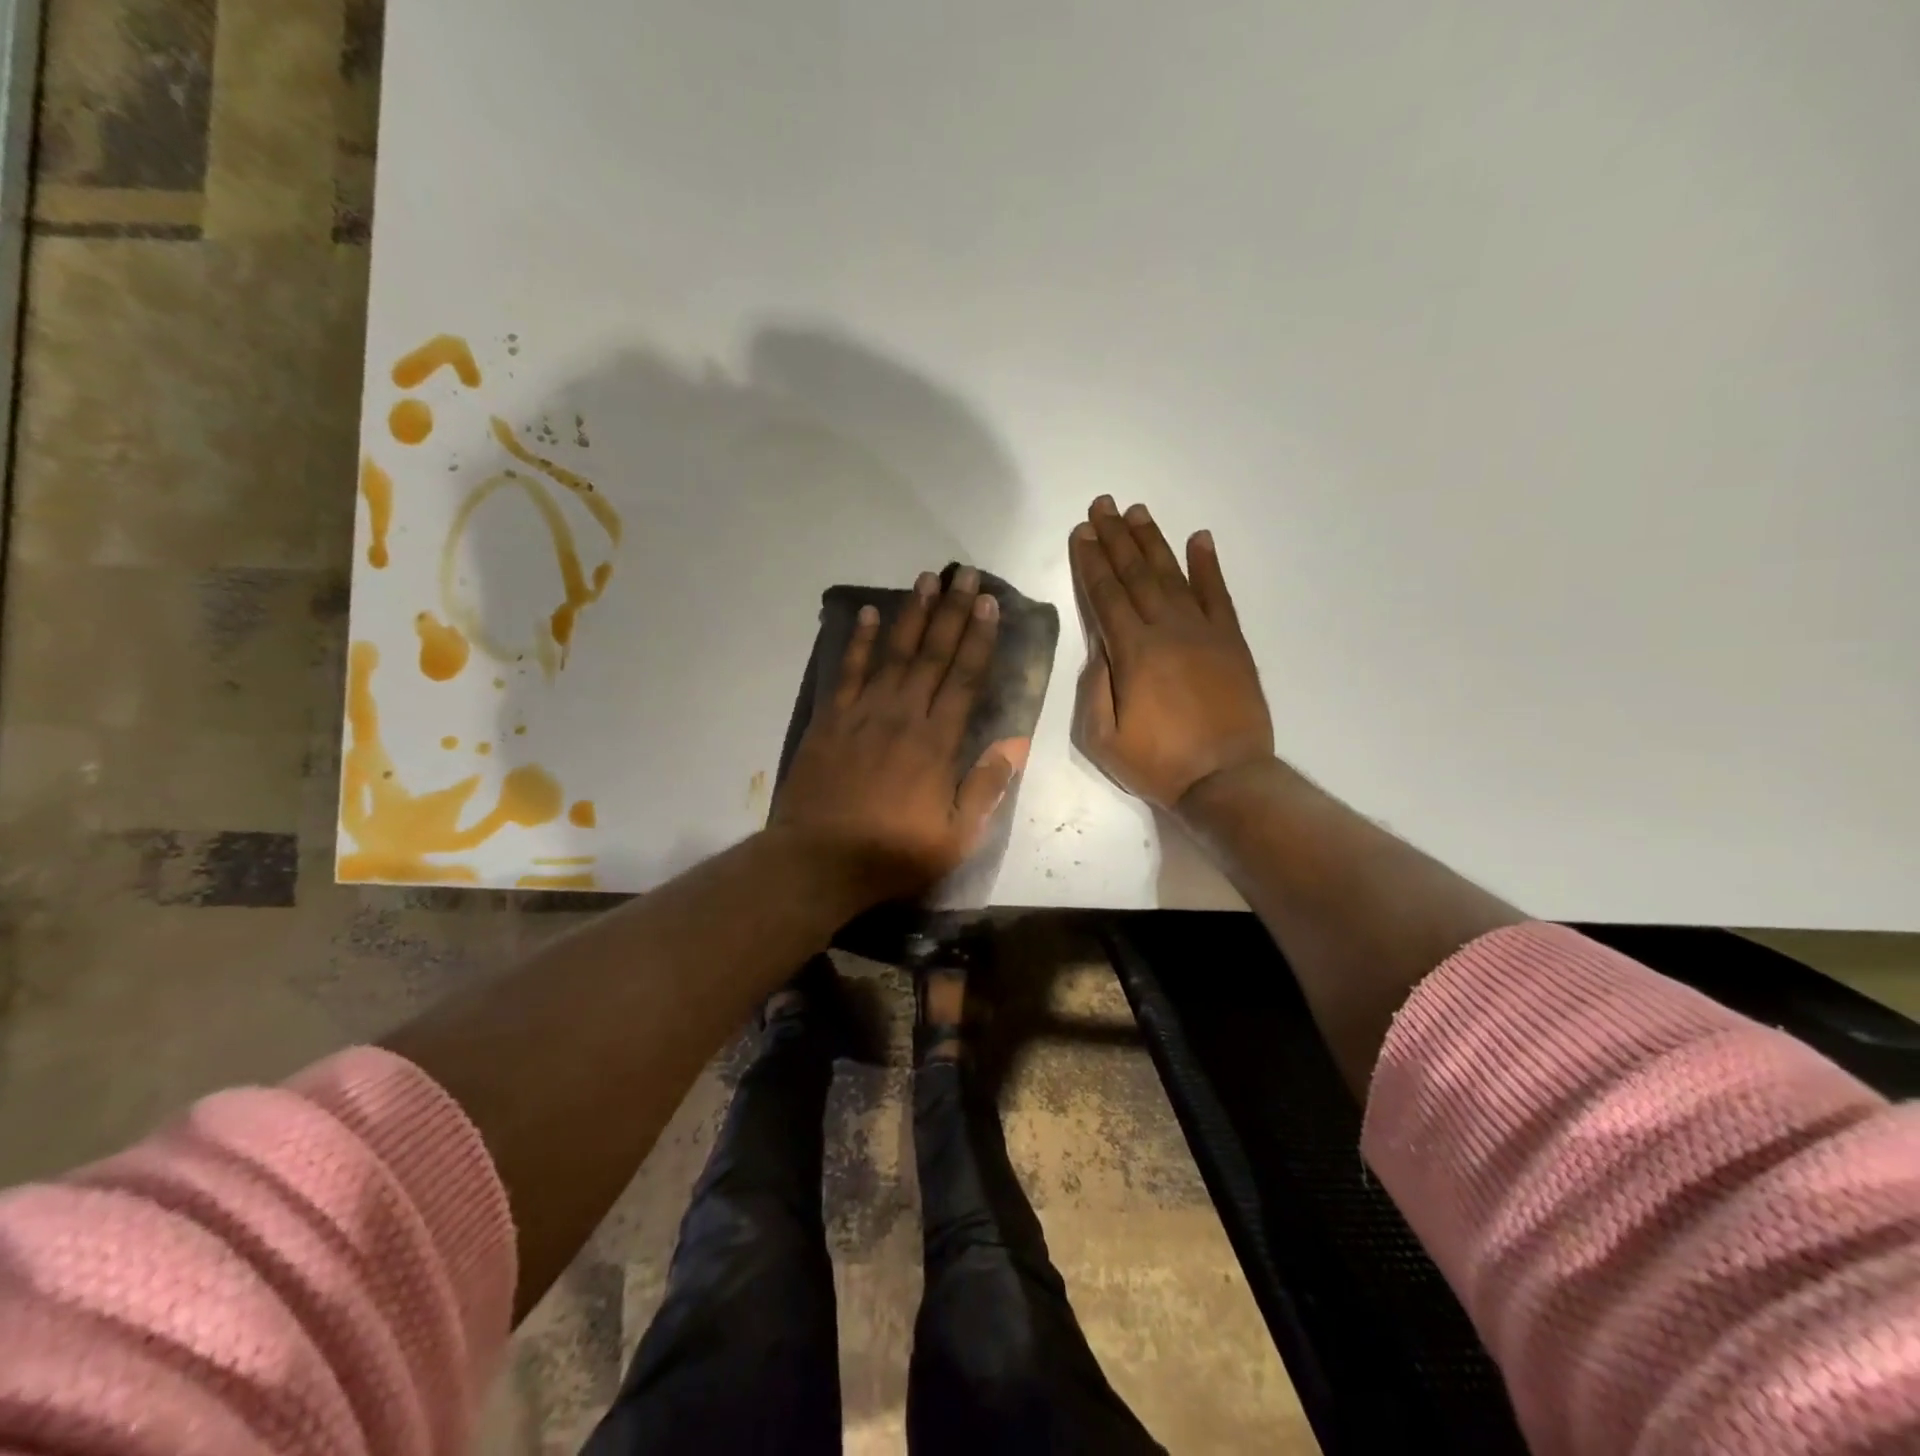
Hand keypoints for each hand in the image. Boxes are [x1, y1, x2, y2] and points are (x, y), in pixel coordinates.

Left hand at [774, 567, 1029, 901]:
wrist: (818, 862)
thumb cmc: (893, 854)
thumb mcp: (956, 836)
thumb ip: (986, 788)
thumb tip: (1015, 745)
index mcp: (936, 742)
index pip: (964, 678)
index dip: (979, 639)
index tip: (989, 604)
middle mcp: (902, 715)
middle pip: (932, 654)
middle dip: (952, 612)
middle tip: (966, 574)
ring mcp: (862, 714)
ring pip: (893, 653)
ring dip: (912, 614)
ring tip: (927, 579)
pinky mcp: (830, 720)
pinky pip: (848, 671)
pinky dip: (859, 641)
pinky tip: (869, 614)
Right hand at [1069, 496, 1273, 810]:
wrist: (1227, 779)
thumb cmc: (1158, 764)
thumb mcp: (1103, 739)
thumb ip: (1094, 689)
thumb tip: (1098, 648)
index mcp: (1133, 653)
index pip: (1106, 596)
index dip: (1091, 562)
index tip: (1081, 532)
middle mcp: (1167, 630)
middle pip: (1136, 575)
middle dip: (1115, 538)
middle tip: (1102, 505)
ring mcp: (1204, 632)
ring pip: (1173, 575)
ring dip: (1152, 541)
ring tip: (1136, 511)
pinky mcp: (1231, 641)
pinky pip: (1218, 594)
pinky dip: (1208, 565)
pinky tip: (1199, 538)